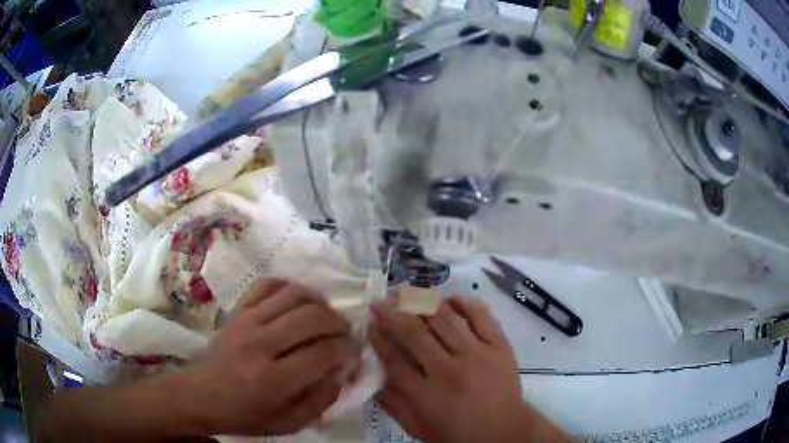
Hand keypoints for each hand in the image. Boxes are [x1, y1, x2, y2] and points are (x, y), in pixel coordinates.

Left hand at [180, 278, 360, 435]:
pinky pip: (267, 284)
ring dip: (320, 302)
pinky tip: (300, 300)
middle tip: (345, 336)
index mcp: (273, 379)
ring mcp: (246, 321)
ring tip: (327, 316)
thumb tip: (343, 371)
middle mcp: (261, 344)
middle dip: (339, 325)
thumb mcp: (289, 423)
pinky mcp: (237, 311)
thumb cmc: (244, 415)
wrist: (199, 396)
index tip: (355, 354)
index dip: (348, 351)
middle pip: (313, 318)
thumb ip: (321, 399)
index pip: (323, 353)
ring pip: (294, 295)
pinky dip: (289, 286)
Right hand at [371, 297, 570, 442]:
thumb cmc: (457, 434)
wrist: (504, 433)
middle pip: (415, 333)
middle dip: (391, 313)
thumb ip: (392, 402)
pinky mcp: (500, 346)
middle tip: (380, 302)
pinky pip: (481, 315)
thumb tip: (370, 374)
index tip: (369, 324)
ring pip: (445, 318)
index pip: (394, 358)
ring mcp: (479, 355)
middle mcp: (451, 371)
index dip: (378, 338)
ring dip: (421, 302)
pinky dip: (463, 302)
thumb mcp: (417, 427)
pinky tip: (449, 299)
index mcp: (427, 395)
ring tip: (406, 294)